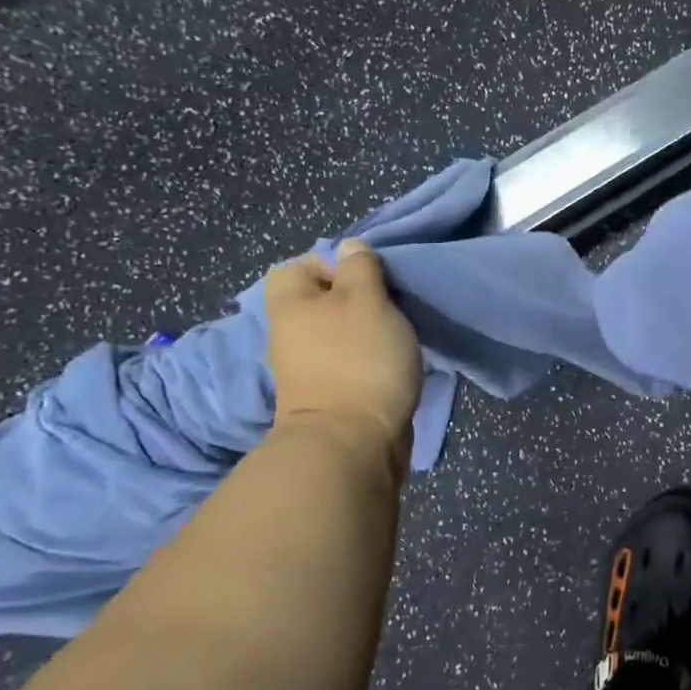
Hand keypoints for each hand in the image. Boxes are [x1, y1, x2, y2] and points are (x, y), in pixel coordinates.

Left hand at [264, 238, 421, 467]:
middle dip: (361, 297)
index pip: (300, 265)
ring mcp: (309, 366)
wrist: (353, 441)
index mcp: (291, 303)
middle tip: (393, 304)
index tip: (371, 276)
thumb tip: (349, 248)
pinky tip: (395, 361)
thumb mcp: (366, 298)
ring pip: (341, 330)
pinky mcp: (331, 392)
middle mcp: (291, 332)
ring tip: (400, 333)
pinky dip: (372, 357)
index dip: (336, 263)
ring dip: (370, 329)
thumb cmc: (358, 358)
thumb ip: (360, 268)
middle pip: (325, 298)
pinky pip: (352, 359)